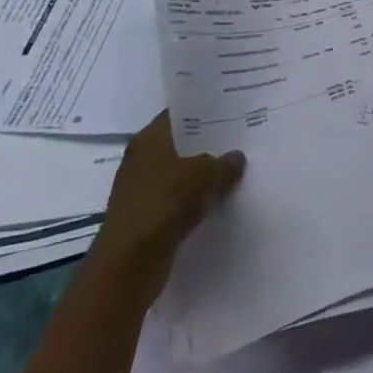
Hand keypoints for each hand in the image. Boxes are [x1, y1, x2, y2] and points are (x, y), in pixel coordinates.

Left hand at [91, 113, 244, 303]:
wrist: (130, 262)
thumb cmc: (164, 204)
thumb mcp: (205, 175)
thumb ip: (224, 163)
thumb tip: (236, 158)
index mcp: (149, 139)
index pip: (180, 114)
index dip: (205, 111)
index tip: (232, 110)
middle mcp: (142, 159)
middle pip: (181, 144)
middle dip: (209, 143)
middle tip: (242, 138)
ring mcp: (142, 188)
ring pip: (182, 172)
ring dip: (204, 174)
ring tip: (237, 167)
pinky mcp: (148, 215)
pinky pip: (179, 198)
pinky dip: (197, 198)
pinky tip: (221, 197)